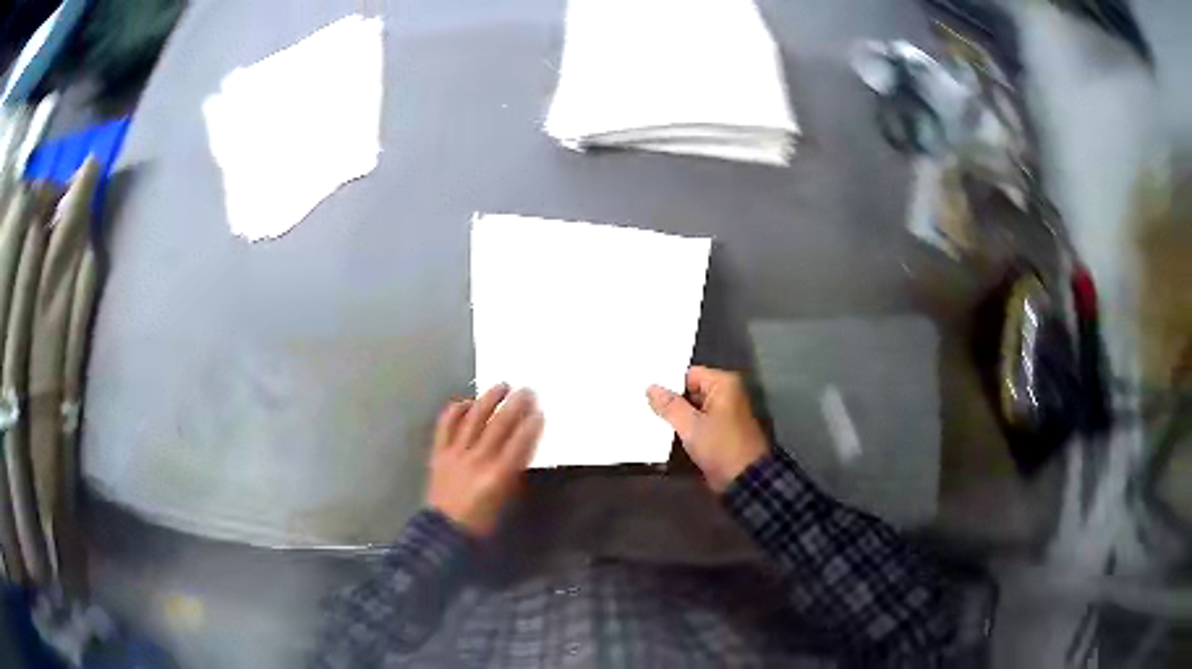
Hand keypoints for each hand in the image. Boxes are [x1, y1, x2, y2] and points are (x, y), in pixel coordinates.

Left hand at [426, 384, 543, 537]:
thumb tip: (524, 445)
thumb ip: (514, 472)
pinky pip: (446, 425)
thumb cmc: (482, 521)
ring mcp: (455, 454)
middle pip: (498, 426)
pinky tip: (467, 402)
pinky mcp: (439, 452)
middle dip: (514, 406)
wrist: (445, 531)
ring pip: (473, 419)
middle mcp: (477, 460)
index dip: (530, 425)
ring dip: (489, 400)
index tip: (539, 411)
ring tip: (501, 386)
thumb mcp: (506, 499)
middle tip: (526, 391)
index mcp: (497, 476)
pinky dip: (456, 411)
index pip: (518, 443)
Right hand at [647, 367, 768, 491]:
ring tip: (649, 419)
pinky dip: (686, 427)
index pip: (689, 374)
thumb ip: (669, 406)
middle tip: (643, 405)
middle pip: (691, 390)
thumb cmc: (720, 447)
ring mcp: (725, 413)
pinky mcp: (721, 431)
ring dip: (677, 416)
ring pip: (694, 408)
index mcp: (724, 384)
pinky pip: (699, 422)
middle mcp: (727, 394)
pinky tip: (665, 433)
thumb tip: (651, 388)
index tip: (646, 393)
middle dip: (671, 401)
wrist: (744, 479)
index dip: (668, 383)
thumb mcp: (691, 426)